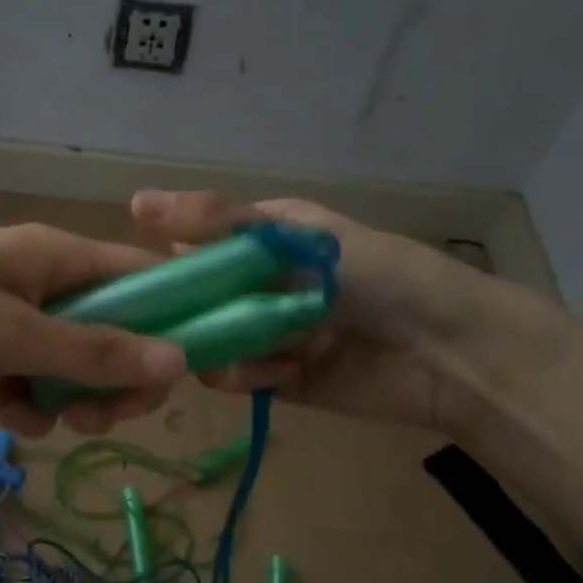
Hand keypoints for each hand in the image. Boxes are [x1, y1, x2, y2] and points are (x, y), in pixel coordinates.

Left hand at [0, 224, 187, 434]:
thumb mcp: (12, 334)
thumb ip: (95, 351)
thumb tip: (182, 361)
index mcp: (60, 258)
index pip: (144, 279)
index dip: (172, 322)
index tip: (177, 378)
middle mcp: (45, 286)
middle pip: (115, 333)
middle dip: (117, 380)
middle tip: (101, 417)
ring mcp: (14, 322)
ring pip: (74, 366)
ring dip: (74, 399)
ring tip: (50, 419)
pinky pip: (32, 383)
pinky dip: (29, 405)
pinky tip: (7, 417)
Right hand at [129, 190, 498, 433]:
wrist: (450, 350)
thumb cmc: (378, 275)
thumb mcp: (296, 237)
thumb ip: (221, 222)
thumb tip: (135, 201)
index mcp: (265, 239)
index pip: (196, 242)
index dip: (165, 257)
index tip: (131, 276)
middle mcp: (262, 284)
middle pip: (200, 297)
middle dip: (180, 310)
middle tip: (152, 325)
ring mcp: (270, 334)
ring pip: (213, 340)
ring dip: (208, 346)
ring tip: (208, 351)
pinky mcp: (282, 380)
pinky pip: (243, 377)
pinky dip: (240, 376)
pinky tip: (253, 373)